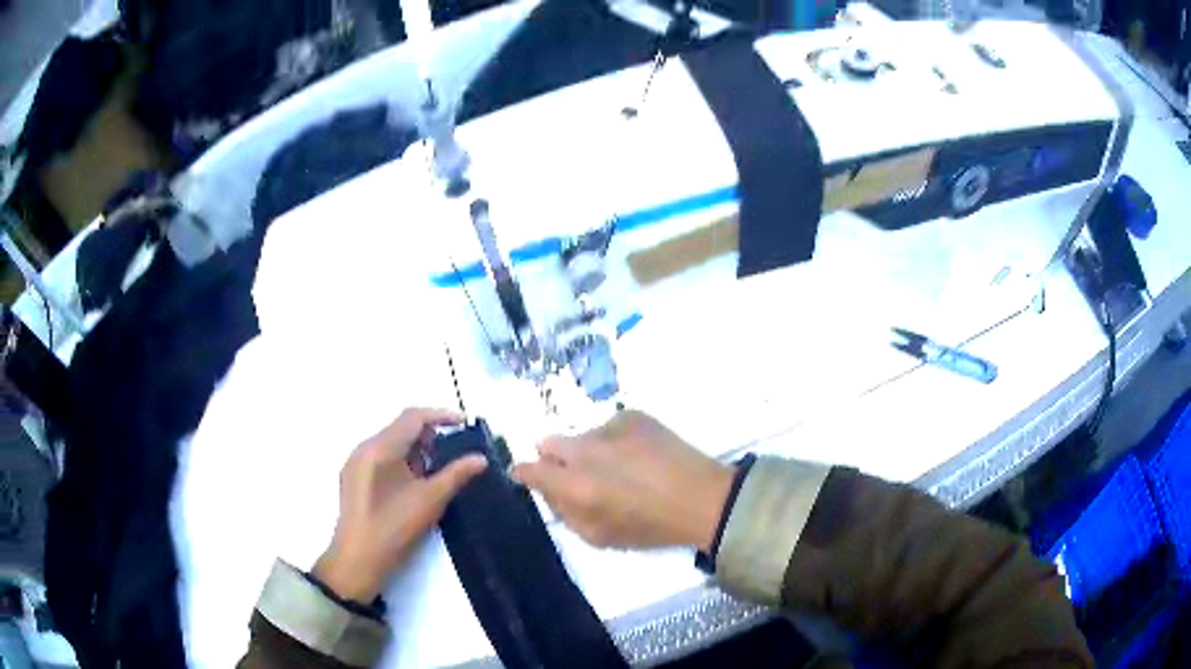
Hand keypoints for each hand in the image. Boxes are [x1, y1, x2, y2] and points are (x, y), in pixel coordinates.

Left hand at [313, 408, 487, 601]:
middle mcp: (364, 448)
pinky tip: (416, 484)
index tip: (464, 424)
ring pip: (391, 444)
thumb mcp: (430, 500)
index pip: (413, 417)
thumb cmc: (394, 528)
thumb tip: (480, 458)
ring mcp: (356, 464)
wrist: (358, 561)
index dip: (440, 415)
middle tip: (454, 453)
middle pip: (400, 428)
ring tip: (438, 471)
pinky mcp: (353, 479)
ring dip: (416, 450)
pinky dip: (402, 462)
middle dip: (429, 436)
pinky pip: (381, 458)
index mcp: (380, 448)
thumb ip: (456, 474)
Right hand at [511, 410, 732, 551]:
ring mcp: (610, 427)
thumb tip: (546, 488)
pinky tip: (639, 455)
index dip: (524, 473)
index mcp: (576, 485)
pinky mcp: (634, 414)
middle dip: (555, 459)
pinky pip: (608, 426)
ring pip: (581, 435)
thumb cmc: (650, 527)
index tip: (528, 477)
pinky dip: (614, 439)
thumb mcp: (598, 537)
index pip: (528, 469)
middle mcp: (586, 450)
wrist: (703, 500)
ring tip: (621, 468)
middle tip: (580, 476)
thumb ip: (564, 511)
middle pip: (548, 443)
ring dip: (589, 450)